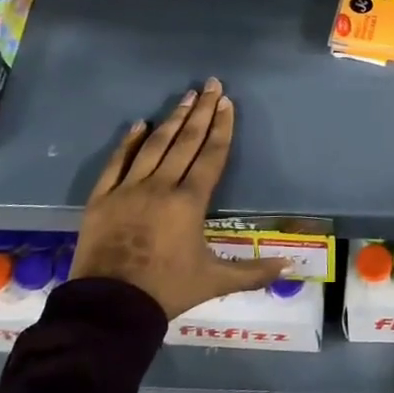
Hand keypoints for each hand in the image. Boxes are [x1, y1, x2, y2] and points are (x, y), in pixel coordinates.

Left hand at [71, 78, 287, 318]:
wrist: (110, 307)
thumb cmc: (167, 290)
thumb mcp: (215, 281)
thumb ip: (254, 272)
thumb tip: (291, 267)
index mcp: (189, 202)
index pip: (211, 155)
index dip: (222, 128)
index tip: (227, 103)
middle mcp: (161, 186)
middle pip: (185, 142)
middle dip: (202, 112)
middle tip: (211, 85)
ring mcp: (129, 189)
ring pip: (154, 146)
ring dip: (172, 119)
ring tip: (186, 96)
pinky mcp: (102, 198)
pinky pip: (117, 163)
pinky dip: (128, 142)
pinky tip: (139, 124)